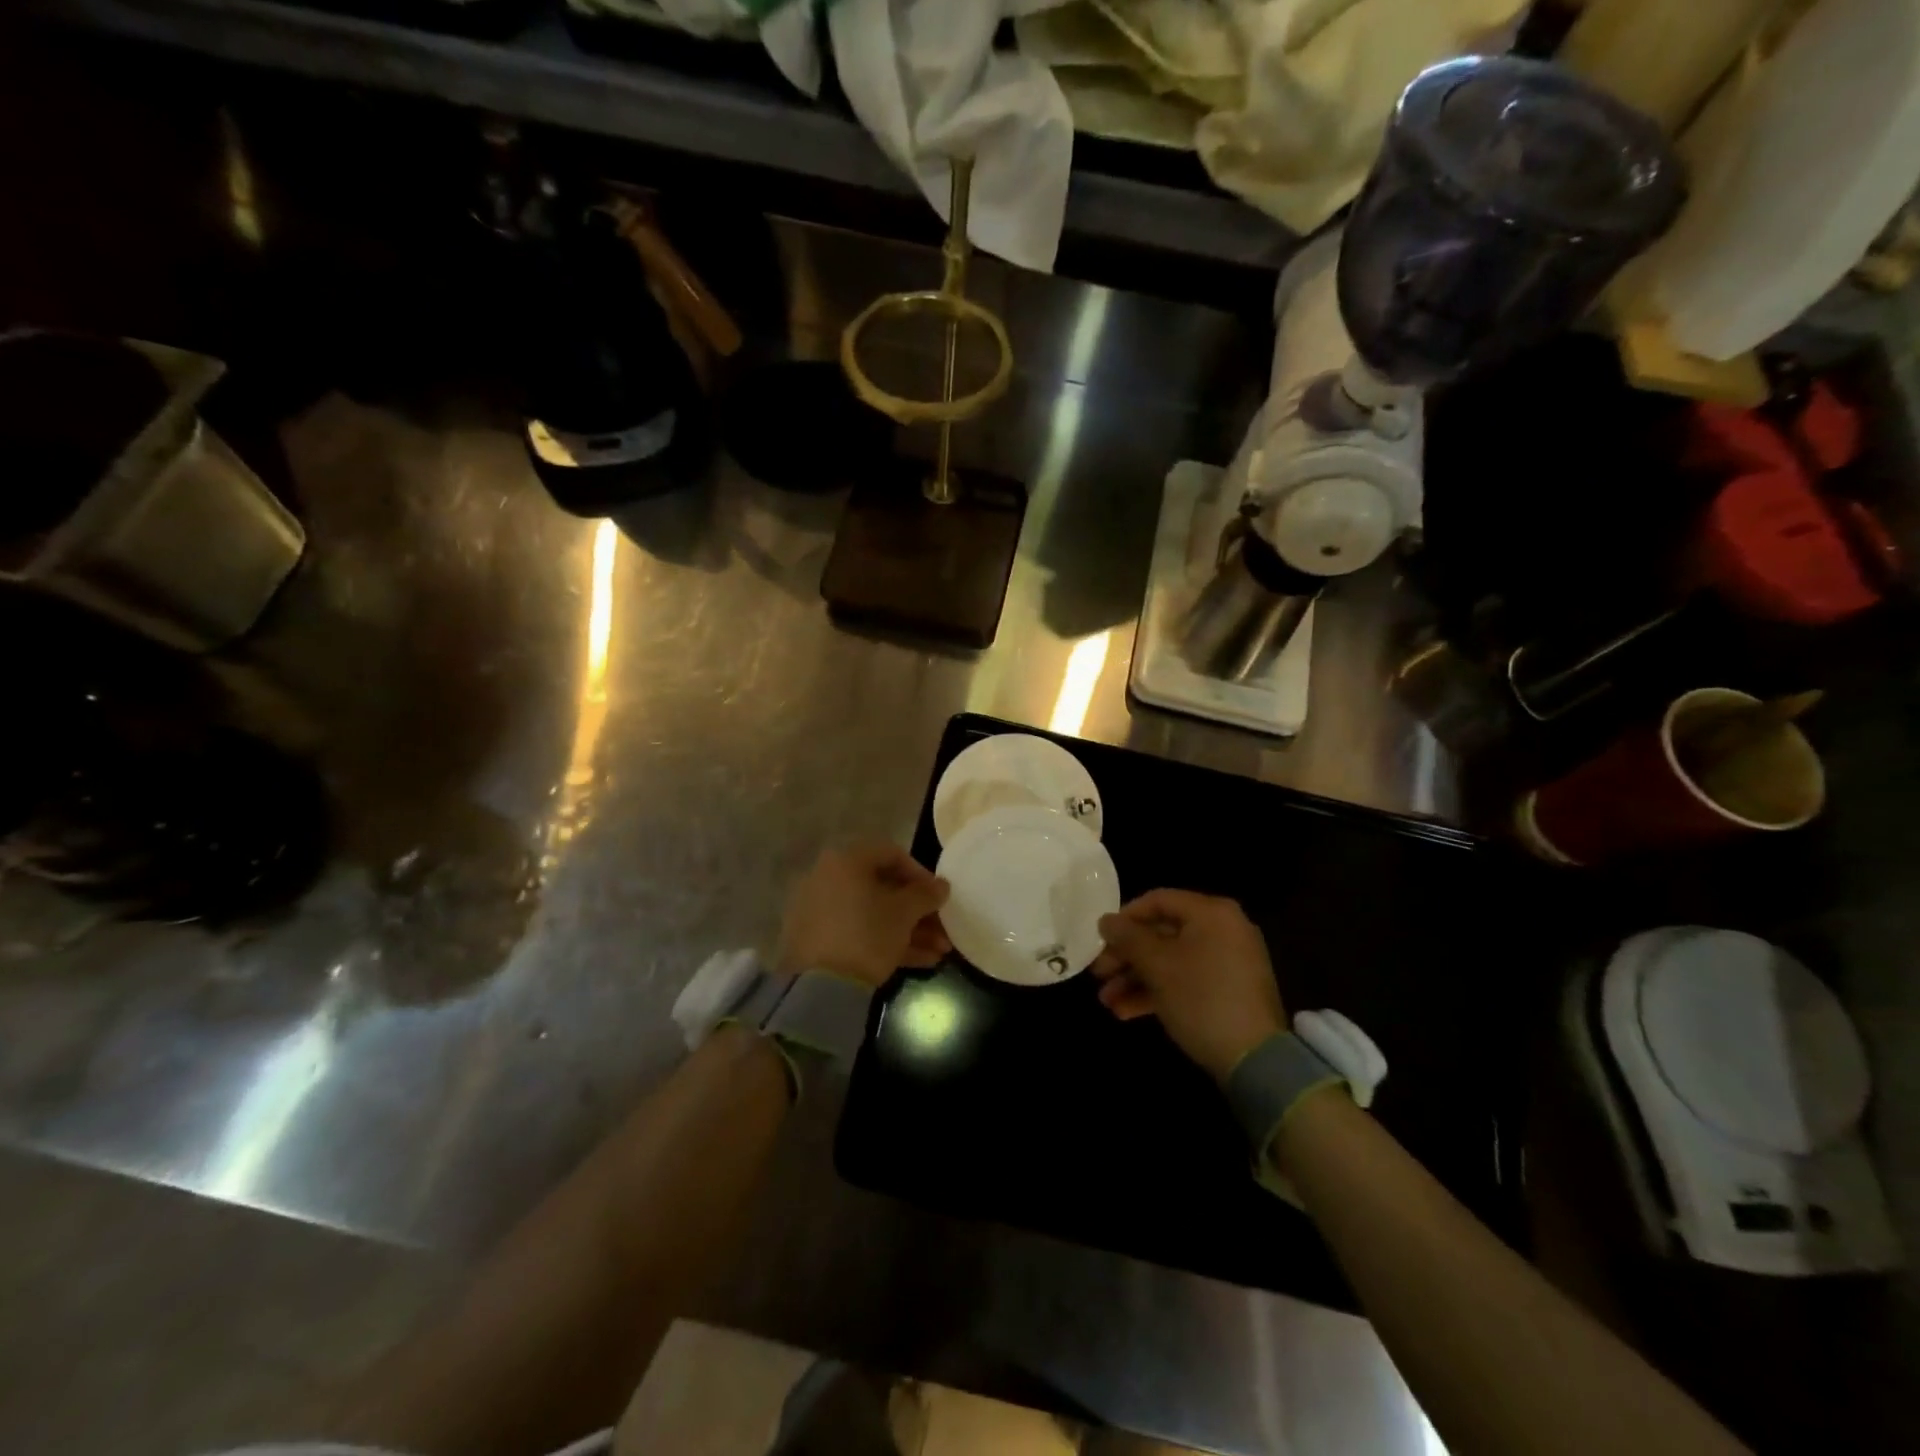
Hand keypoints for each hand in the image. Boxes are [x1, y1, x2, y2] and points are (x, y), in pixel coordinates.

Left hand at [777, 841, 951, 987]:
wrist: (821, 988)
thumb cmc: (868, 935)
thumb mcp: (904, 913)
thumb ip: (926, 894)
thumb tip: (942, 885)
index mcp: (846, 861)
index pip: (892, 854)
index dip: (921, 874)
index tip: (939, 896)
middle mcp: (829, 879)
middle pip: (884, 889)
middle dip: (919, 912)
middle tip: (944, 929)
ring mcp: (821, 911)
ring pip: (874, 914)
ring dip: (910, 931)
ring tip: (941, 951)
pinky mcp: (819, 941)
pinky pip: (859, 932)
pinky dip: (888, 943)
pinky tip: (922, 962)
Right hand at [1092, 889, 1285, 1079]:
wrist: (1256, 1060)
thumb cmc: (1202, 998)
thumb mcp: (1158, 966)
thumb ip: (1128, 938)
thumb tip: (1105, 921)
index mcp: (1211, 913)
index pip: (1158, 900)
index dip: (1124, 917)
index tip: (1100, 939)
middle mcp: (1223, 930)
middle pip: (1162, 932)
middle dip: (1126, 956)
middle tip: (1099, 974)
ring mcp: (1228, 962)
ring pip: (1171, 960)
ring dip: (1136, 978)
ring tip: (1107, 1001)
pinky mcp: (1228, 991)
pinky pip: (1186, 980)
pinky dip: (1158, 991)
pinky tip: (1126, 1012)